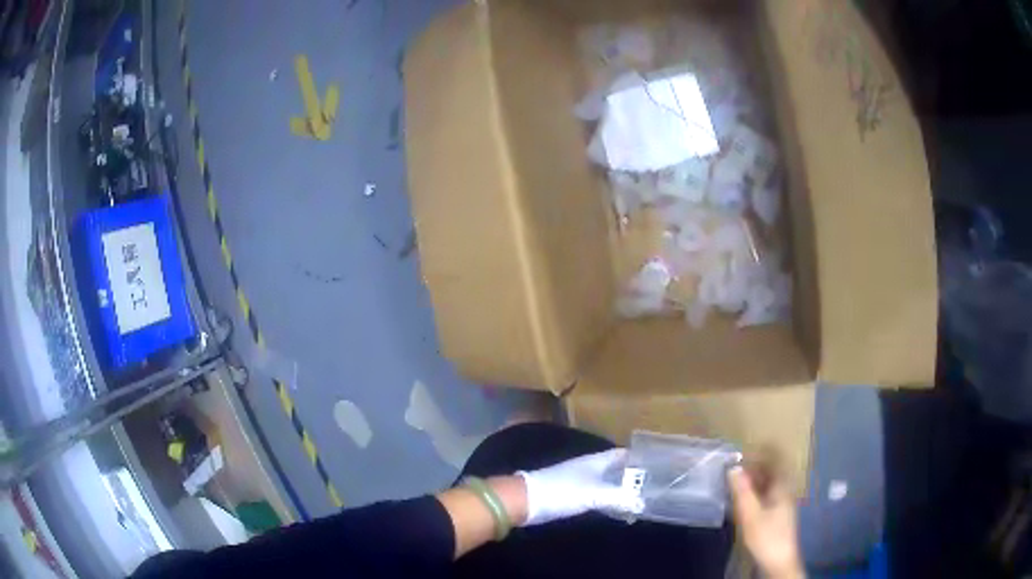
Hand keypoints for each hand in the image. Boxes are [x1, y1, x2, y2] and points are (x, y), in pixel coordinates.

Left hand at [517, 449, 643, 525]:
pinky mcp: (571, 493)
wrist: (523, 500)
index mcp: (596, 460)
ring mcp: (579, 479)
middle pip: (617, 467)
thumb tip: (642, 502)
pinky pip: (598, 491)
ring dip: (622, 487)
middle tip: (655, 484)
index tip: (660, 464)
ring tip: (641, 496)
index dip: (640, 457)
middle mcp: (589, 466)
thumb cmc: (559, 492)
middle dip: (634, 474)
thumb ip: (618, 497)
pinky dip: (610, 496)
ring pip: (607, 480)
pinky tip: (616, 505)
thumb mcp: (593, 495)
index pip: (623, 454)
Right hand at [728, 465, 804, 578]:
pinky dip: (755, 494)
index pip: (775, 462)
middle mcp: (784, 492)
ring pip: (768, 486)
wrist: (778, 561)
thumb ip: (743, 491)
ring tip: (735, 485)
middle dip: (754, 469)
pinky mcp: (778, 516)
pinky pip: (766, 497)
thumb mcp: (751, 515)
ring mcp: (782, 505)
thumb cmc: (766, 536)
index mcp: (782, 488)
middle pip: (771, 474)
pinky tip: (743, 502)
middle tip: (734, 470)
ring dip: (754, 482)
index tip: (743, 454)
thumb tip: (734, 468)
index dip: (761, 455)